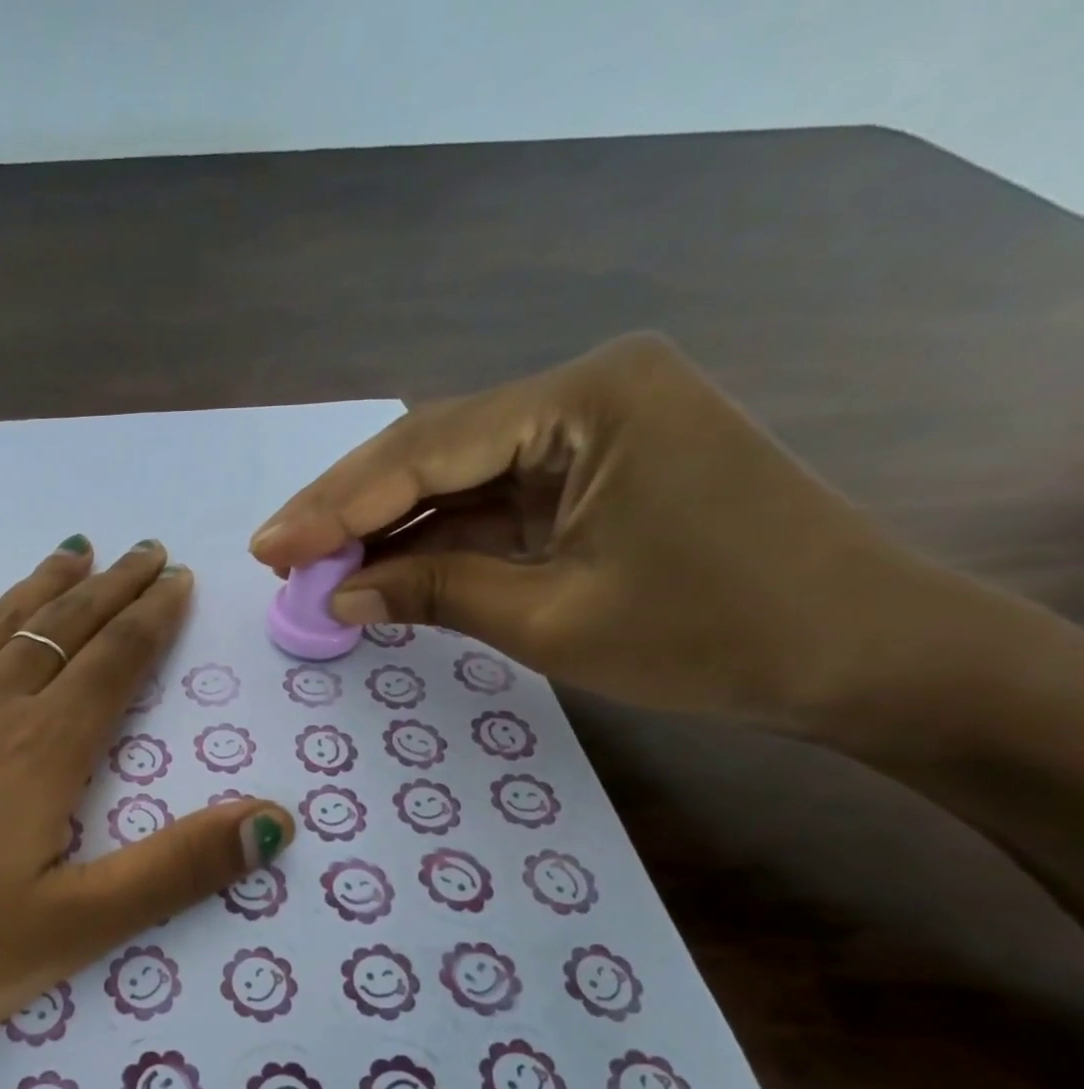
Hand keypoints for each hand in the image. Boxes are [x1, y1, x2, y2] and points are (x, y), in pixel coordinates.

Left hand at [0, 537, 292, 1088]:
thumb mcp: (66, 934)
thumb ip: (174, 871)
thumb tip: (274, 820)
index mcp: (39, 754)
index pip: (113, 664)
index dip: (152, 619)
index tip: (177, 579)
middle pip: (61, 629)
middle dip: (111, 588)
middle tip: (144, 549)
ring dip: (41, 587)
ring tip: (74, 549)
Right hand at [249, 333, 934, 732]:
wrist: (862, 656)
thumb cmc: (714, 635)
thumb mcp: (552, 619)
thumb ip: (433, 592)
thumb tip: (335, 596)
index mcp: (587, 399)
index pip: (426, 450)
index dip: (336, 506)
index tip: (268, 549)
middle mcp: (584, 390)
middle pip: (431, 448)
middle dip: (348, 507)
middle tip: (274, 552)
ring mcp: (590, 428)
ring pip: (453, 474)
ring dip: (383, 524)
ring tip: (308, 564)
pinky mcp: (592, 469)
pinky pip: (490, 499)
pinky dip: (433, 537)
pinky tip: (378, 564)